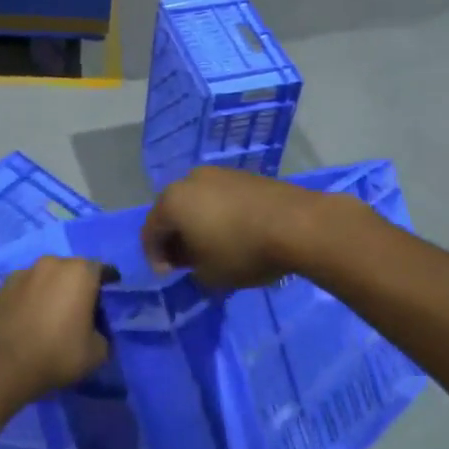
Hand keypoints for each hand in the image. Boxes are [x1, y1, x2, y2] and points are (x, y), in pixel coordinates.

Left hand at [0, 256, 109, 405]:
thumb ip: (103, 333)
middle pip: (73, 270)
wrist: (5, 366)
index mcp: (80, 272)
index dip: (108, 281)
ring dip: (53, 289)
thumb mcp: (98, 352)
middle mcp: (52, 263)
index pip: (102, 270)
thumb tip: (94, 330)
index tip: (109, 294)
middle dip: (79, 284)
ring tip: (52, 313)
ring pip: (47, 277)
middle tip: (81, 307)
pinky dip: (32, 297)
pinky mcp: (2, 287)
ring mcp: (24, 272)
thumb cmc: (58, 354)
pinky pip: (26, 288)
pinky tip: (30, 317)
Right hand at [142, 168, 329, 289]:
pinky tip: (234, 232)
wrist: (297, 224)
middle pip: (172, 211)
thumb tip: (192, 257)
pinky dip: (219, 214)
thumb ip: (190, 268)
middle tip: (186, 260)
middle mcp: (189, 180)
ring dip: (198, 223)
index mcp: (172, 202)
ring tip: (211, 246)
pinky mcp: (245, 174)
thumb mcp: (208, 274)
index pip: (150, 232)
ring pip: (197, 201)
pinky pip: (220, 197)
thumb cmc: (243, 251)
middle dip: (175, 237)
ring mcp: (219, 173)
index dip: (154, 257)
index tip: (168, 275)